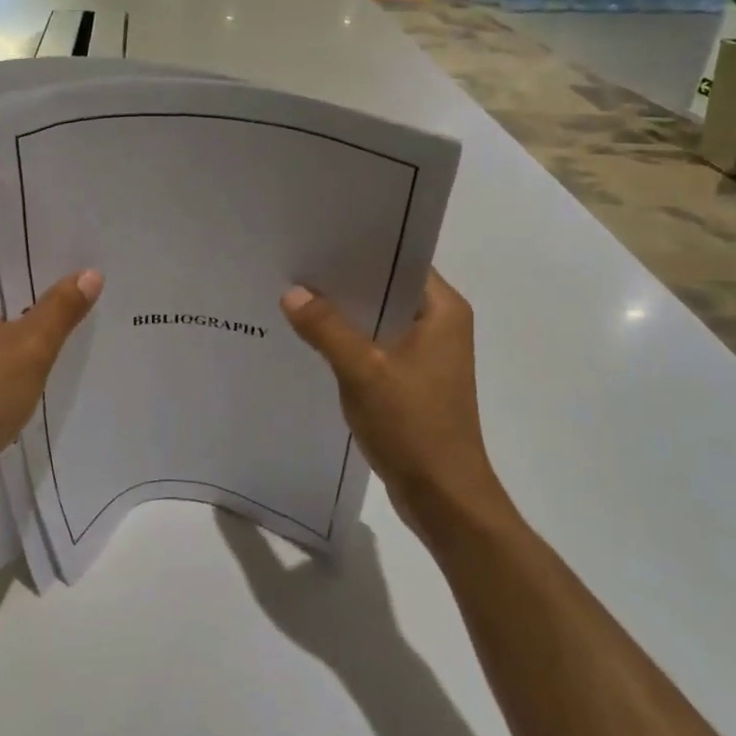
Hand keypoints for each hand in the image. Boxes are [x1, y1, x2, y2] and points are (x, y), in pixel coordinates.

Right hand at [280, 270, 509, 546]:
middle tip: (297, 263)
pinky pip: (376, 345)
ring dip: (345, 313)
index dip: (361, 247)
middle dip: (344, 280)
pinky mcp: (413, 380)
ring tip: (296, 294)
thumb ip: (326, 329)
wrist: (444, 498)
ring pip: (379, 318)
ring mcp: (427, 354)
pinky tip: (313, 338)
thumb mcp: (363, 372)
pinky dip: (349, 341)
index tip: (320, 237)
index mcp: (443, 311)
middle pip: (386, 287)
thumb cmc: (413, 426)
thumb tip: (292, 292)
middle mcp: (439, 325)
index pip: (401, 259)